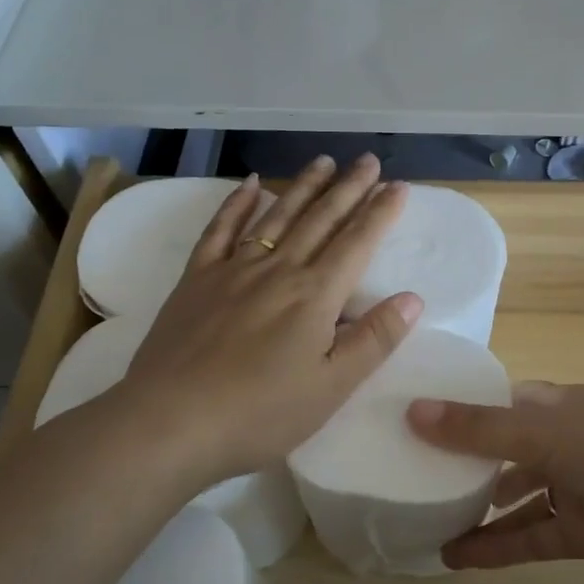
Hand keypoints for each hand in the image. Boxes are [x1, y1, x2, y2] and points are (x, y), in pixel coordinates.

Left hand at [103, 154, 422, 490]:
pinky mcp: (196, 280)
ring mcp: (233, 270)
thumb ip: (373, 340)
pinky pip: (220, 230)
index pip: (357, 243)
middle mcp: (278, 271)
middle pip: (320, 220)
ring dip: (303, 187)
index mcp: (315, 296)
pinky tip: (251, 185)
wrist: (169, 423)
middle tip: (367, 160)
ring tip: (323, 162)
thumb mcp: (331, 388)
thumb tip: (413, 298)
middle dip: (348, 188)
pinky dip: (237, 204)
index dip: (380, 213)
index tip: (397, 186)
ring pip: (276, 217)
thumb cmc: (260, 414)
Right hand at [407, 383, 583, 570]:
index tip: (405, 424)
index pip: (491, 406)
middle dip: (458, 466)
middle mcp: (553, 443)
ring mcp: (567, 488)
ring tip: (424, 522)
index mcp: (546, 406)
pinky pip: (527, 538)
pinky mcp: (578, 532)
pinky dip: (495, 548)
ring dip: (474, 511)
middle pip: (497, 453)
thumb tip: (411, 411)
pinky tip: (455, 558)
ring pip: (510, 500)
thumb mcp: (544, 431)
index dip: (454, 414)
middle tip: (404, 479)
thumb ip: (479, 429)